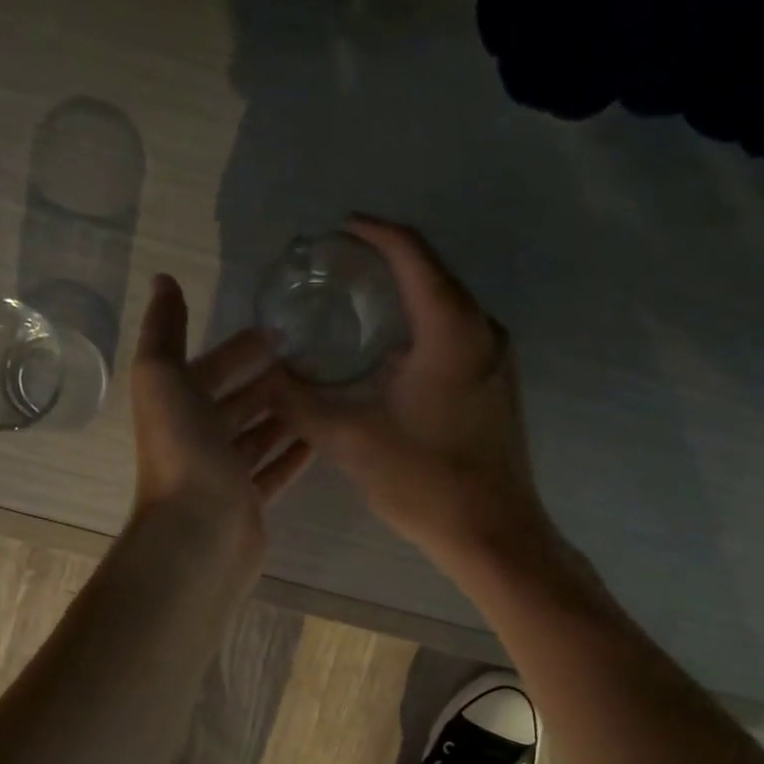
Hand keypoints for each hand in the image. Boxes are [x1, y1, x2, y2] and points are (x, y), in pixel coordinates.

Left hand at [130, 274, 311, 556]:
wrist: (199, 531)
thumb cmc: (182, 450)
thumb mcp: (162, 377)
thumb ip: (164, 330)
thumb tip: (164, 280)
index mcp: (177, 406)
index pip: (211, 368)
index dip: (239, 348)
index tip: (279, 330)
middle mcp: (199, 438)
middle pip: (238, 401)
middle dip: (268, 380)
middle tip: (313, 360)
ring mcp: (225, 473)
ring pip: (259, 435)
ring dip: (285, 415)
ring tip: (325, 392)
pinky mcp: (249, 501)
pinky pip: (275, 470)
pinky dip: (294, 453)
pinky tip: (322, 437)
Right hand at [261, 217, 554, 571]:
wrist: (493, 533)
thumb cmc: (425, 481)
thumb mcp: (351, 439)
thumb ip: (301, 402)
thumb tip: (265, 377)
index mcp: (450, 328)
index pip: (410, 253)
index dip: (372, 233)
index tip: (338, 230)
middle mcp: (483, 330)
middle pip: (433, 274)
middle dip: (386, 263)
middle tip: (338, 270)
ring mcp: (497, 359)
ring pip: (447, 308)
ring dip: (405, 300)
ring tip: (358, 308)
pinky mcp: (498, 387)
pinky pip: (457, 337)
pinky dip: (423, 331)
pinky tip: (390, 357)